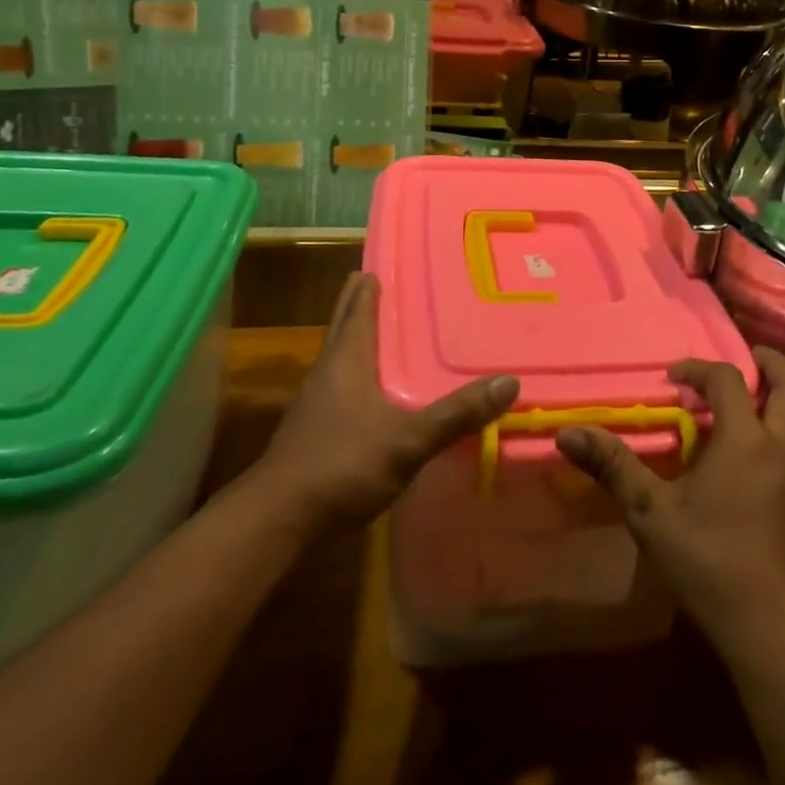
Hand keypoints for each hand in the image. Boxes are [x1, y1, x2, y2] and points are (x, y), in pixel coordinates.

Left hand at [255, 273, 517, 529]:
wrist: (277, 522)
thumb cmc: (340, 465)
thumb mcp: (407, 440)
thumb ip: (456, 414)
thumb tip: (508, 382)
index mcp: (346, 359)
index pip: (358, 307)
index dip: (370, 284)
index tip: (384, 262)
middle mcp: (328, 371)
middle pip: (344, 325)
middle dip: (360, 304)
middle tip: (381, 282)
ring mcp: (316, 403)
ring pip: (342, 357)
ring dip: (361, 340)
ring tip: (389, 332)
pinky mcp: (314, 432)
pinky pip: (342, 388)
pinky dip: (361, 376)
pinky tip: (378, 393)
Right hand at [556, 350, 784, 659]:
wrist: (778, 635)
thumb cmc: (711, 563)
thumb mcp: (652, 513)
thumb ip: (614, 466)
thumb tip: (568, 433)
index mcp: (747, 440)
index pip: (728, 380)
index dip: (699, 368)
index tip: (673, 377)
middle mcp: (784, 448)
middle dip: (769, 364)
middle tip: (747, 357)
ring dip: (783, 397)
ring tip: (753, 399)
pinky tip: (761, 458)